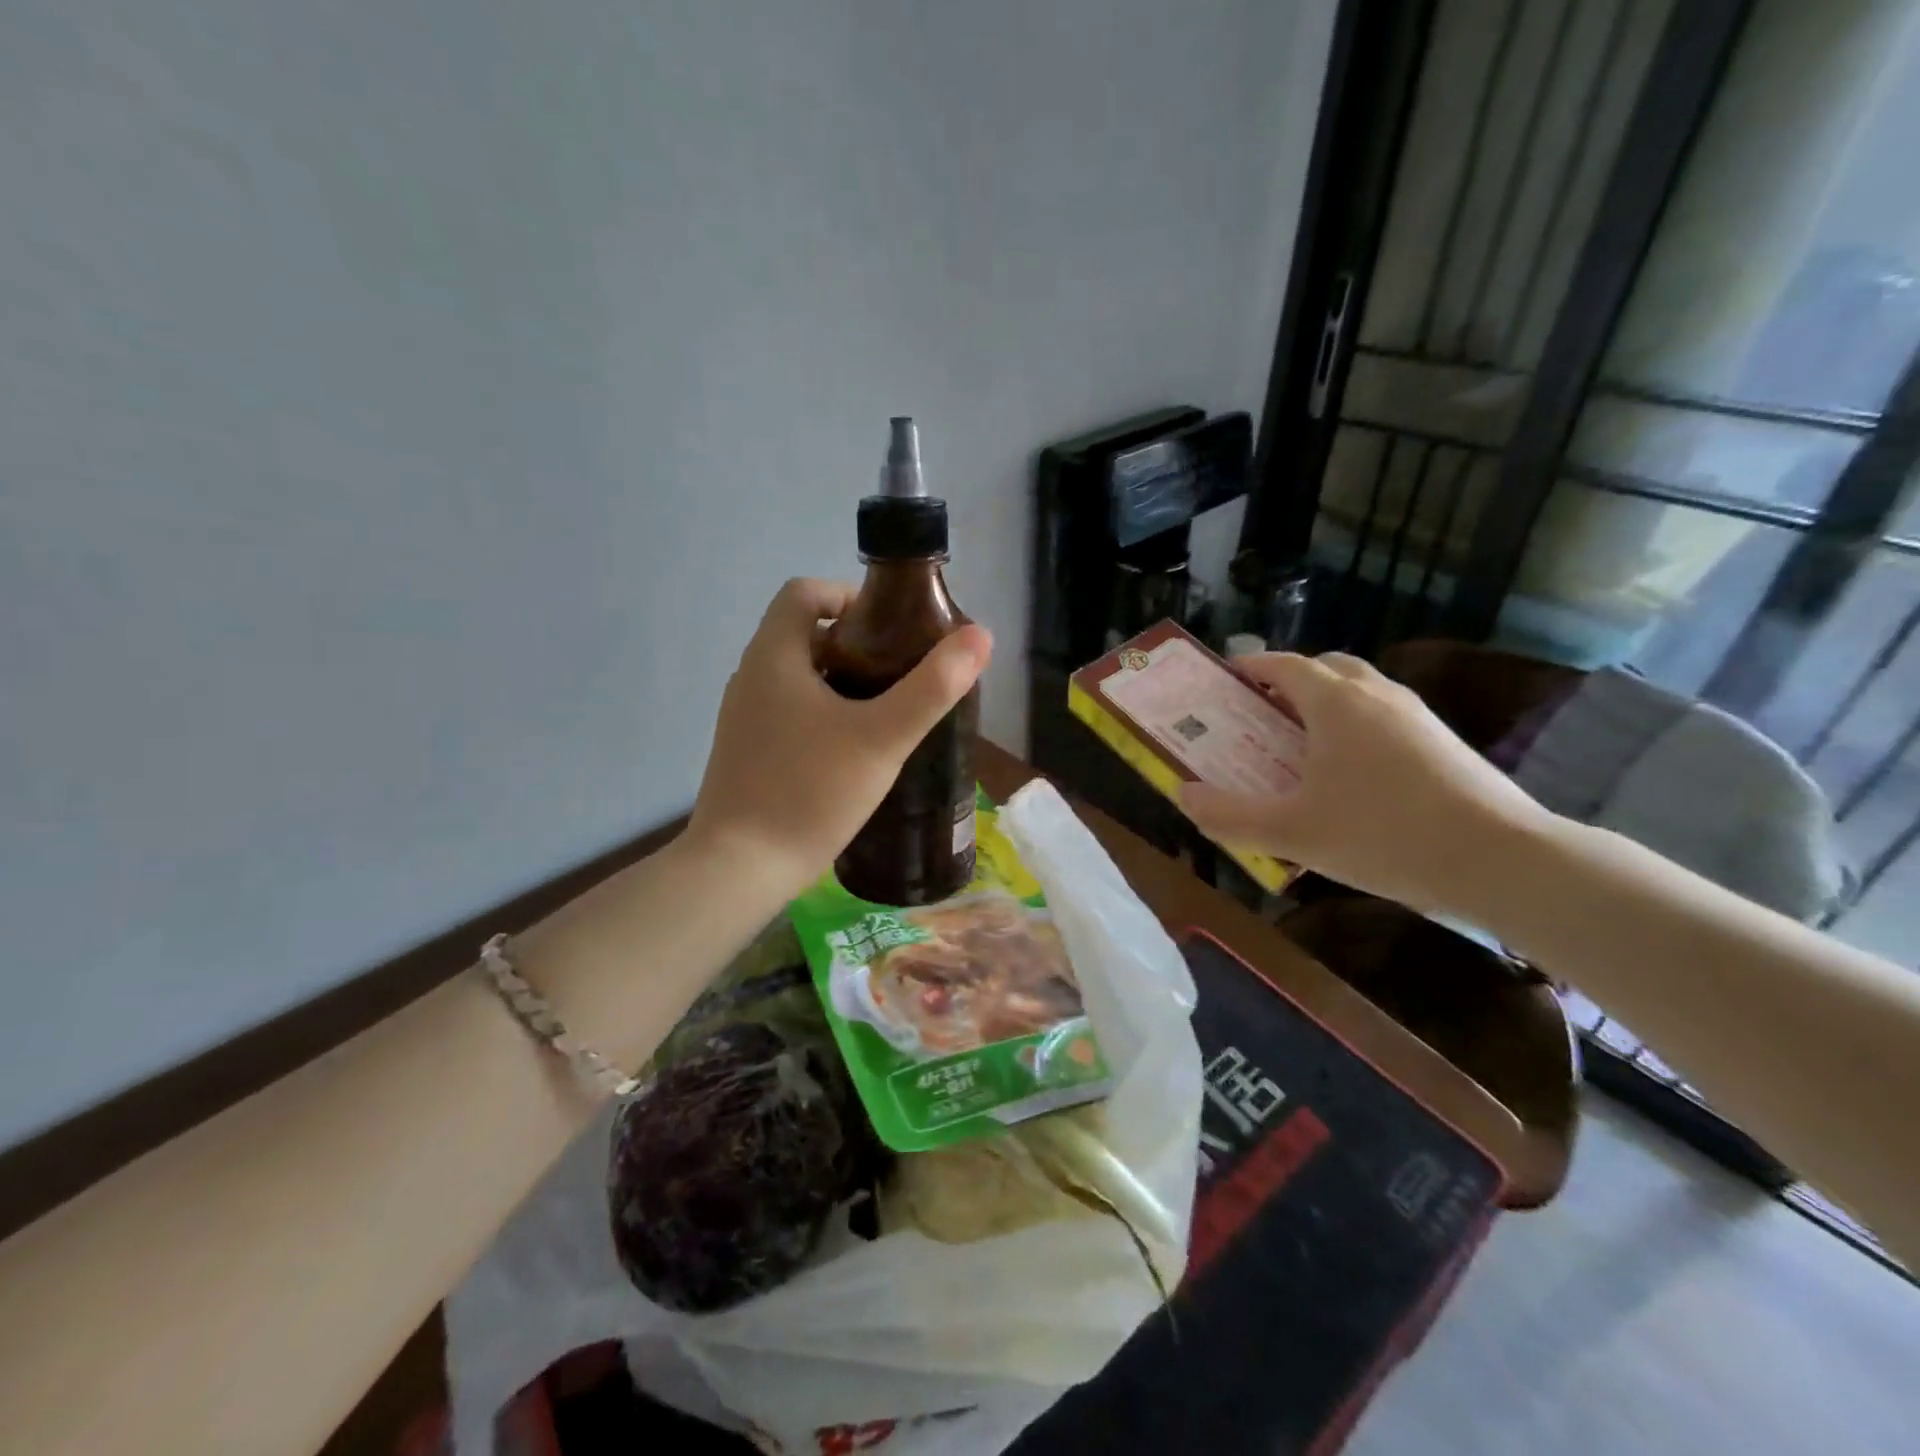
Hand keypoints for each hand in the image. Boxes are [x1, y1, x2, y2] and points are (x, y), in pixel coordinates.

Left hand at [687, 578, 990, 896]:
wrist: (740, 868)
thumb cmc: (810, 791)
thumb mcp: (882, 738)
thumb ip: (933, 687)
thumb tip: (981, 637)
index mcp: (774, 656)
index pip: (804, 592)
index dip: (849, 595)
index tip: (892, 628)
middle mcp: (750, 676)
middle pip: (804, 634)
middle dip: (855, 643)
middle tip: (901, 672)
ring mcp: (742, 717)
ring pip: (797, 677)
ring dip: (840, 681)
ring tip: (886, 712)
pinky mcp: (745, 751)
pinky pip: (787, 712)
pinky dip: (821, 713)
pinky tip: (853, 751)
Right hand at [1180, 652, 1553, 914]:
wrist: (1498, 860)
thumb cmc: (1382, 835)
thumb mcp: (1291, 832)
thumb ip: (1229, 815)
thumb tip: (1183, 795)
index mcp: (1335, 702)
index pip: (1285, 665)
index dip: (1251, 668)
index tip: (1226, 681)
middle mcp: (1377, 695)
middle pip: (1326, 670)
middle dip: (1290, 683)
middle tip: (1263, 717)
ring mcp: (1417, 716)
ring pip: (1361, 693)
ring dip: (1327, 707)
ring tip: (1304, 749)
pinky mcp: (1444, 743)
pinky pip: (1387, 719)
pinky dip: (1359, 730)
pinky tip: (1354, 779)